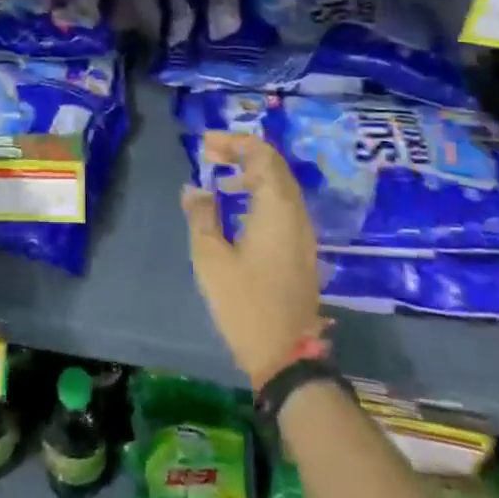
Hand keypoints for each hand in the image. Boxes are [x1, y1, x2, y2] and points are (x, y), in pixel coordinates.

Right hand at [182, 132, 323, 388]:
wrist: (286, 355)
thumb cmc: (244, 303)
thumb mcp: (210, 257)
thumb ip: (201, 216)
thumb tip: (195, 189)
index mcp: (276, 208)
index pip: (262, 154)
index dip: (235, 141)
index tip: (205, 144)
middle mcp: (296, 213)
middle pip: (274, 166)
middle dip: (243, 153)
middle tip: (210, 155)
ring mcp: (303, 233)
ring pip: (281, 186)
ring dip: (252, 173)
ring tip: (221, 179)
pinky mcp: (302, 250)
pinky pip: (283, 206)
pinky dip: (260, 194)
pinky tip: (238, 210)